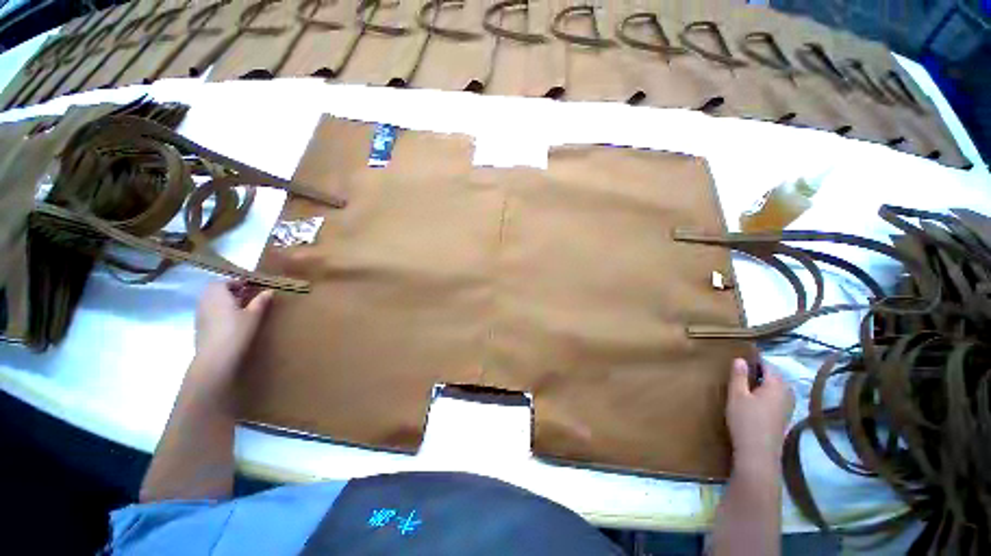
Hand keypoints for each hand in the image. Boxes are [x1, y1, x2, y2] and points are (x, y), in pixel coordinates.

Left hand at [193, 280, 272, 376]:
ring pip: (210, 300)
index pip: (224, 281)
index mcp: (218, 293)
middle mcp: (205, 300)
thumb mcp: (254, 315)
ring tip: (239, 308)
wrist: (216, 357)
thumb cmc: (237, 331)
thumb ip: (260, 301)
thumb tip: (269, 291)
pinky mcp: (199, 325)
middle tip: (245, 296)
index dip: (237, 282)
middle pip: (214, 289)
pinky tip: (229, 321)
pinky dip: (217, 310)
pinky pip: (208, 311)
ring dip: (223, 300)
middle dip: (228, 290)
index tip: (249, 287)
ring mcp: (199, 313)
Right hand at [726, 359, 794, 467]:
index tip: (741, 358)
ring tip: (748, 384)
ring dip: (766, 383)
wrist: (758, 453)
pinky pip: (779, 398)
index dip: (755, 360)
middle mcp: (787, 394)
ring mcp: (788, 407)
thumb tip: (740, 359)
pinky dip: (769, 394)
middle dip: (762, 371)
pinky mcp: (785, 418)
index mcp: (776, 386)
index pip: (768, 365)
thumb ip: (739, 376)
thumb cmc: (746, 420)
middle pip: (776, 377)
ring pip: (778, 388)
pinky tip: (757, 400)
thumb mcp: (736, 395)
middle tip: (742, 370)